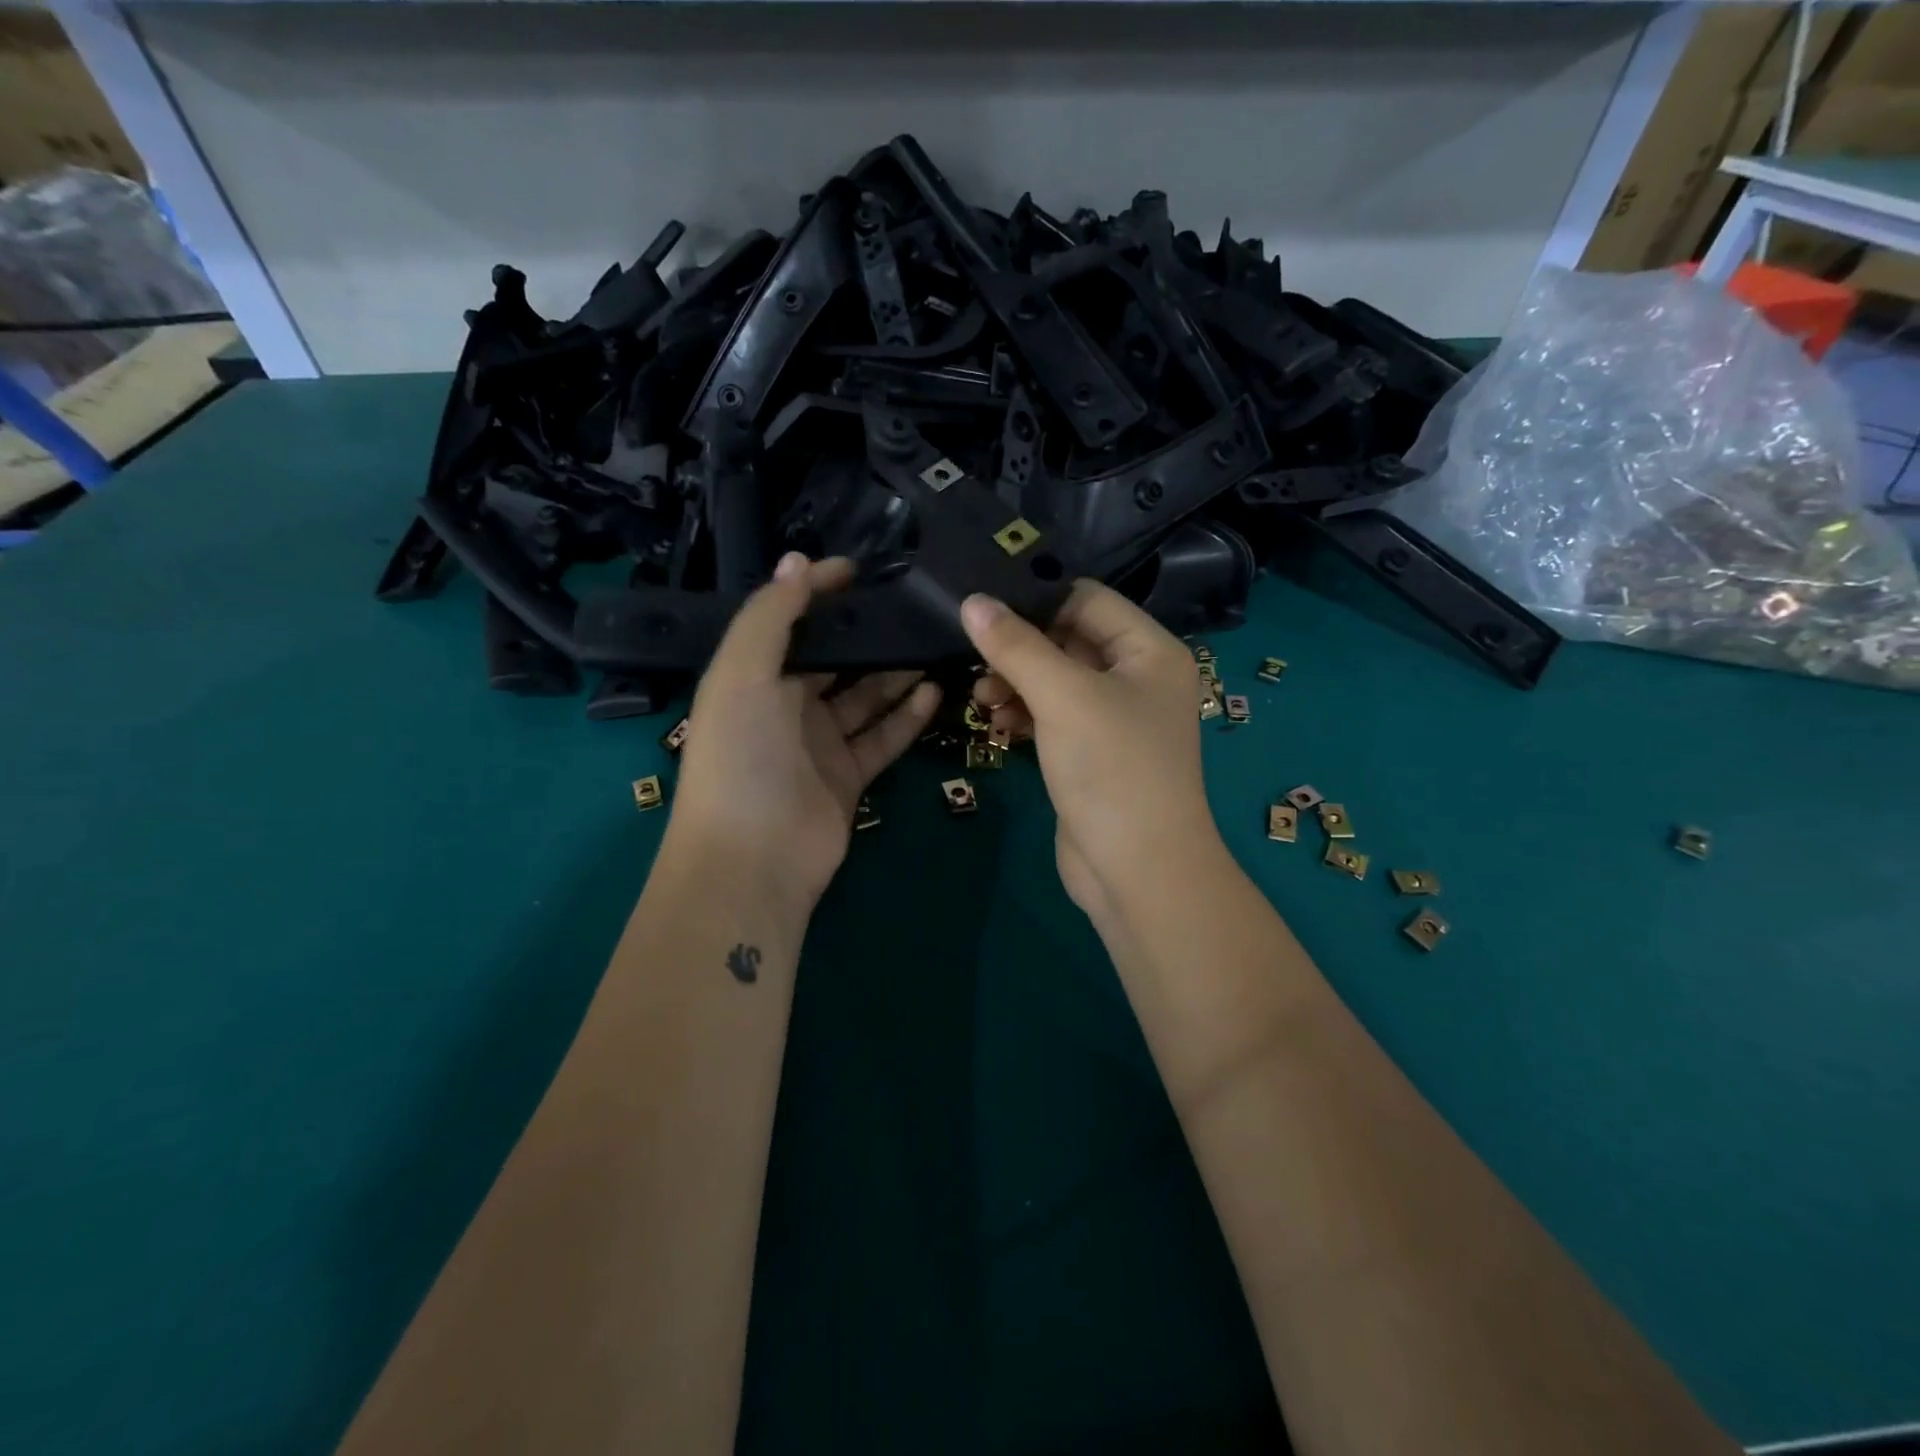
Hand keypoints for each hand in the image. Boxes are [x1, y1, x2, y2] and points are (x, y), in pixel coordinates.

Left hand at [667, 553, 940, 915]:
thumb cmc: (740, 756)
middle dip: (867, 634)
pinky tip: (934, 690)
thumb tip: (799, 560)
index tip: (861, 570)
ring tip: (933, 642)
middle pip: (834, 660)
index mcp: (754, 678)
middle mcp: (786, 706)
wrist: (753, 857)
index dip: (819, 593)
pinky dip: (908, 716)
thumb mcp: (742, 673)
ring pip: (866, 697)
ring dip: (896, 672)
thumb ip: (770, 615)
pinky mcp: (850, 776)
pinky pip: (884, 737)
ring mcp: (820, 743)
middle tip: (912, 606)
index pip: (790, 622)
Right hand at [961, 581, 1221, 927]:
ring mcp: (1114, 719)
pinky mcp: (1091, 754)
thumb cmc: (1112, 769)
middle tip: (974, 661)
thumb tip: (972, 601)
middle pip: (1067, 640)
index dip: (1036, 600)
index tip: (982, 610)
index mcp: (1148, 651)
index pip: (1086, 600)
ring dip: (1015, 684)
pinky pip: (1052, 717)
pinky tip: (998, 726)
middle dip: (1019, 650)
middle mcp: (1136, 678)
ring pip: (1054, 681)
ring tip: (981, 701)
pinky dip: (1024, 716)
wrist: (1139, 871)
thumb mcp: (1063, 698)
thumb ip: (1016, 646)